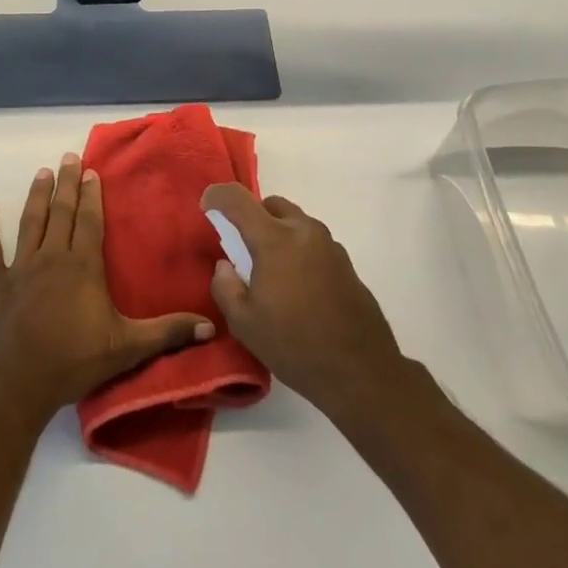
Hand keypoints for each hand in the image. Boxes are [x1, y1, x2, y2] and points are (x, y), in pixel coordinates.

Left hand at [0, 154, 215, 423]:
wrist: (15, 383)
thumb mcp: (127, 348)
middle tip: (68, 158)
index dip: (91, 196)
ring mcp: (20, 268)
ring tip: (42, 173)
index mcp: (83, 267)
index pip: (90, 222)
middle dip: (66, 185)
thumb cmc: (73, 362)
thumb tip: (211, 326)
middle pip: (61, 214)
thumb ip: (167, 333)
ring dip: (37, 196)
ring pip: (31, 222)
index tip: (91, 172)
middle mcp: (52, 258)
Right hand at [204, 183, 406, 421]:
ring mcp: (330, 245)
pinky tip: (296, 287)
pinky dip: (298, 251)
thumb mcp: (244, 323)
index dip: (217, 196)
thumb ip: (225, 286)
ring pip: (295, 222)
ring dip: (277, 234)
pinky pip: (313, 243)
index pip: (238, 199)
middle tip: (241, 247)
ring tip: (270, 271)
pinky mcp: (346, 263)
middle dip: (252, 217)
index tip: (206, 207)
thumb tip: (226, 265)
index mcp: (275, 240)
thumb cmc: (294, 345)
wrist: (360, 372)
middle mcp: (304, 231)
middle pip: (271, 205)